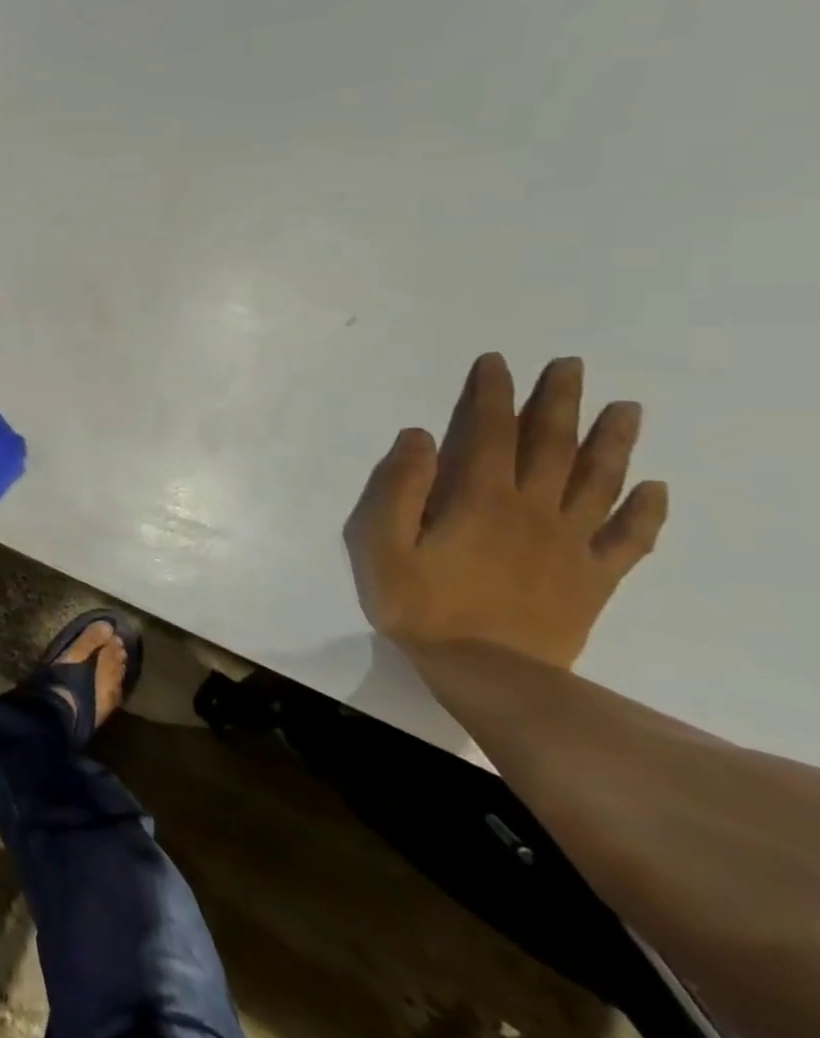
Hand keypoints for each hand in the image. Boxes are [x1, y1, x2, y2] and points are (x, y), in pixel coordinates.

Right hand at [344, 353, 668, 669]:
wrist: (487, 674)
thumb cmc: (422, 605)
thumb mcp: (382, 544)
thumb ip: (398, 487)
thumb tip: (420, 436)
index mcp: (482, 499)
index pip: (491, 432)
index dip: (493, 394)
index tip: (497, 362)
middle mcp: (534, 510)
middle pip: (553, 446)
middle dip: (560, 402)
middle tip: (572, 366)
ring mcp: (572, 544)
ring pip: (600, 482)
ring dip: (613, 442)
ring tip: (626, 408)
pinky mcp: (594, 578)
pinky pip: (629, 539)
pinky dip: (646, 512)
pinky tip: (655, 489)